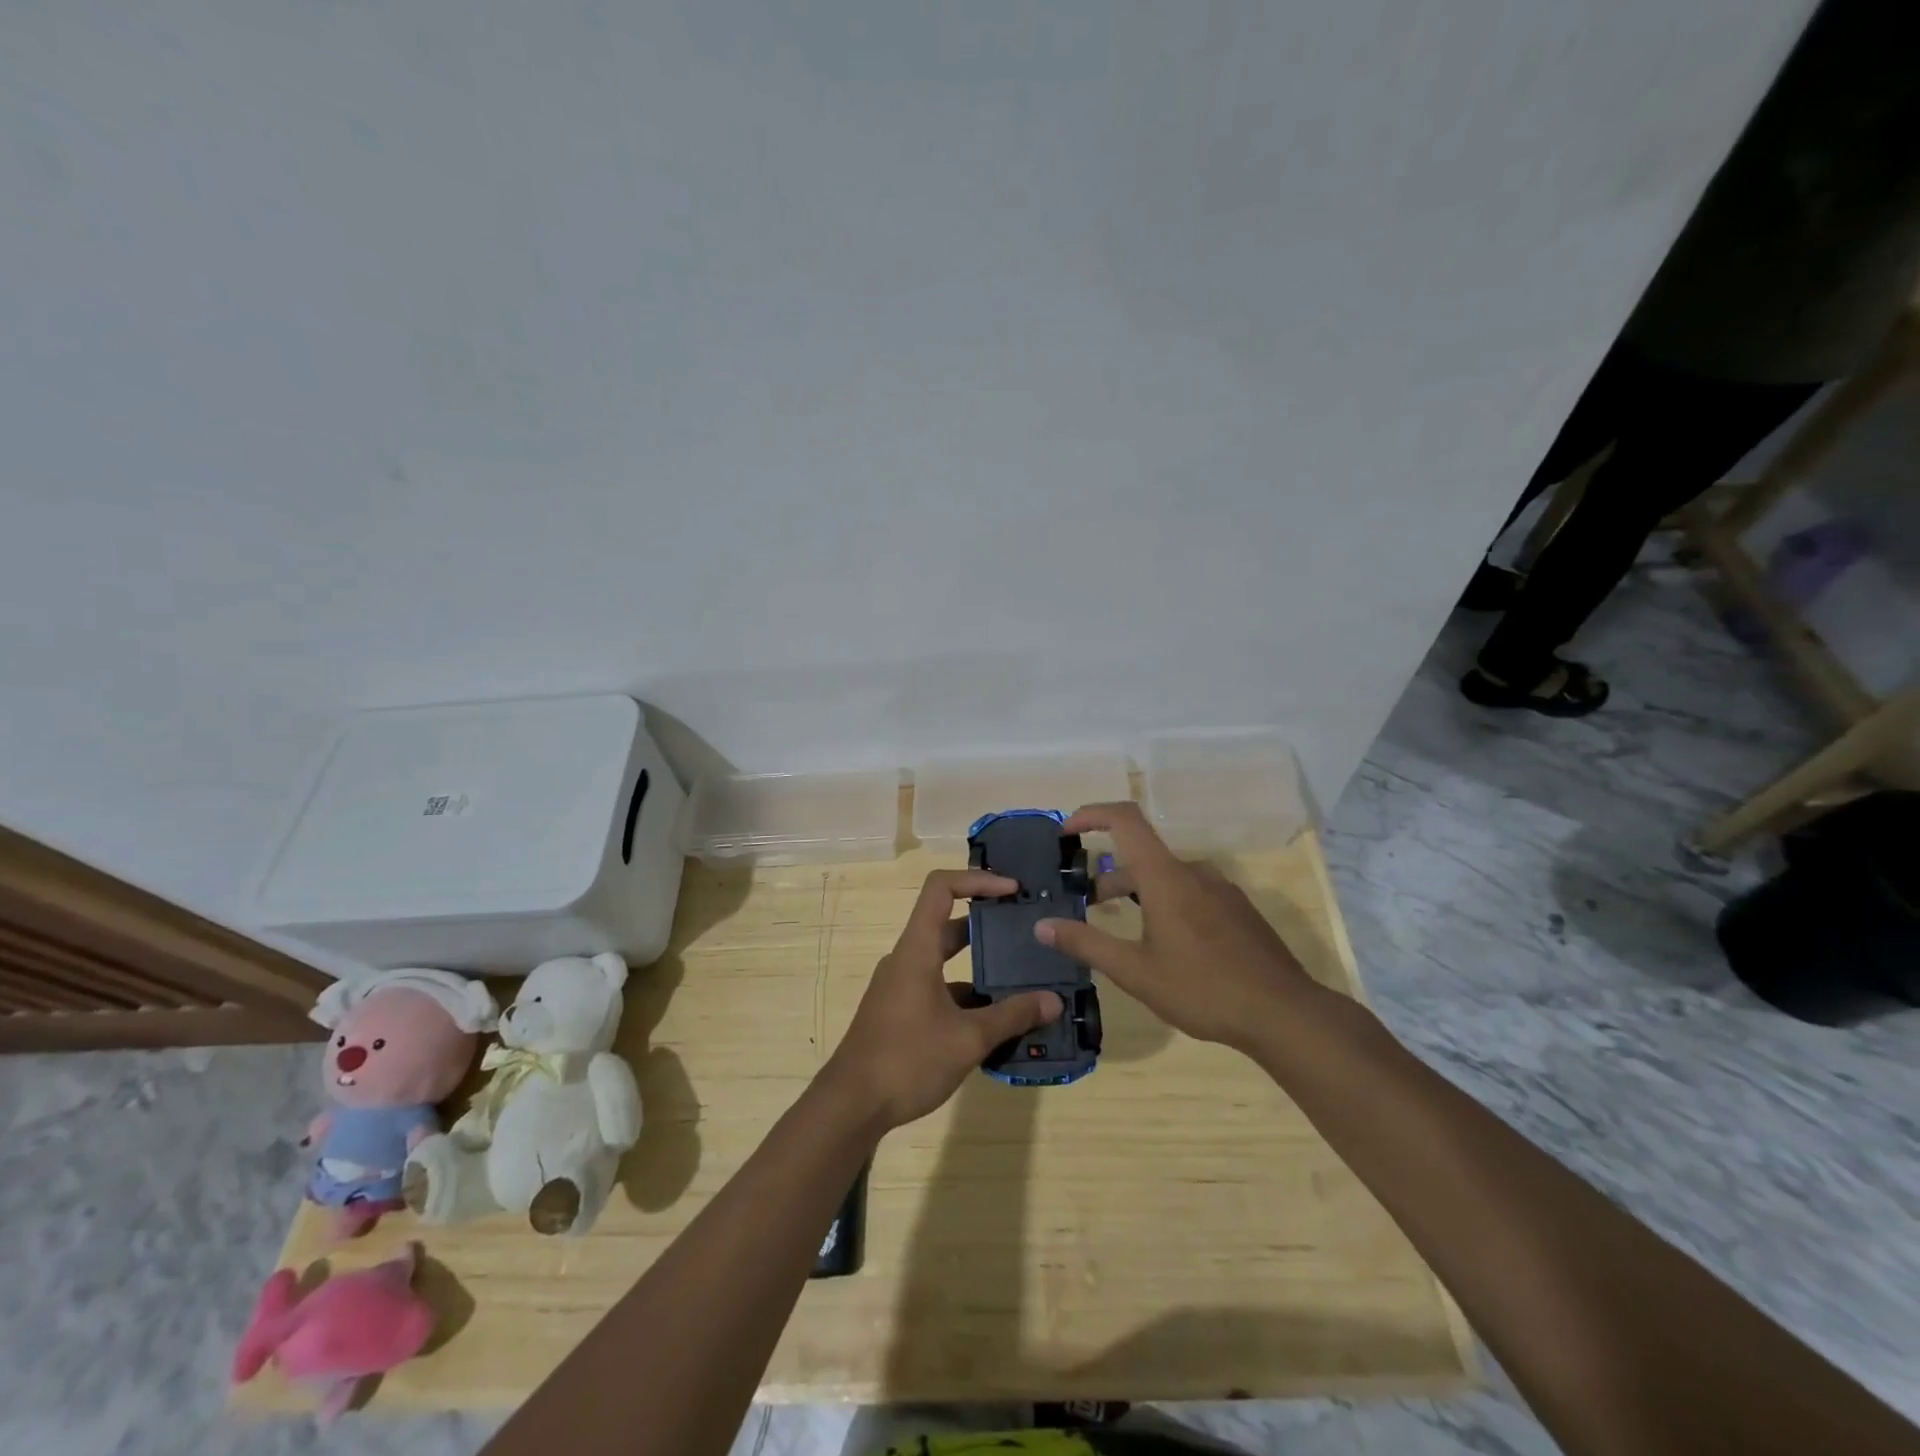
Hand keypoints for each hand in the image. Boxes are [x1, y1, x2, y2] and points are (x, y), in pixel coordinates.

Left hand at [824, 869, 1064, 1129]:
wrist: (851, 1106)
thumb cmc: (906, 1060)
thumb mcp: (967, 1039)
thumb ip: (1011, 1016)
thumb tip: (1053, 1001)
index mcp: (917, 950)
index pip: (941, 888)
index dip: (977, 880)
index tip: (1012, 890)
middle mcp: (907, 959)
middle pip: (949, 923)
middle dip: (989, 924)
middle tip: (1027, 930)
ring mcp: (902, 986)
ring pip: (946, 961)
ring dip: (982, 967)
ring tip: (1024, 979)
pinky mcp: (901, 1011)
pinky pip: (940, 989)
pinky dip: (968, 996)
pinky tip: (998, 1020)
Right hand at [1035, 802, 1316, 1054]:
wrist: (1285, 1014)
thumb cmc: (1203, 989)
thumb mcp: (1136, 972)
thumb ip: (1087, 944)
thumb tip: (1042, 925)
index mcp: (1166, 877)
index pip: (1125, 819)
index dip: (1091, 814)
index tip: (1066, 831)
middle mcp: (1193, 872)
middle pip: (1141, 856)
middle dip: (1107, 876)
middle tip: (1084, 907)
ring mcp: (1220, 890)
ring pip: (1166, 878)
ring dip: (1136, 893)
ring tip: (1121, 931)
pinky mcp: (1237, 911)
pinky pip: (1190, 893)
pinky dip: (1164, 903)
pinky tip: (1165, 945)